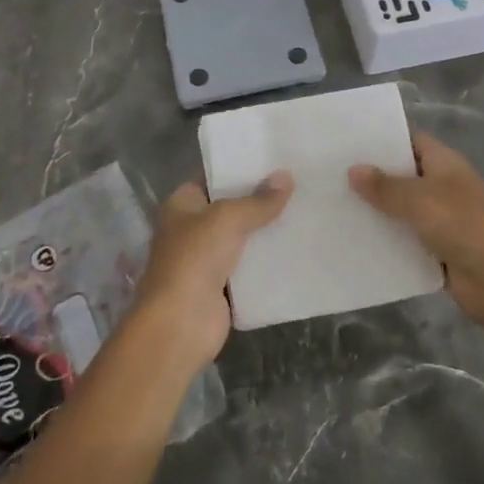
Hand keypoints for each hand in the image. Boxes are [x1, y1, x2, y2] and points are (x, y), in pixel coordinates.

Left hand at [133, 173, 292, 370]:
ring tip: (303, 211)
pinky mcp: (221, 287)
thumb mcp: (228, 219)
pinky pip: (248, 268)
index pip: (211, 177)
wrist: (180, 324)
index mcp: (181, 205)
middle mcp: (190, 229)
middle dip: (258, 200)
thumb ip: (258, 201)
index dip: (238, 168)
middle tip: (297, 184)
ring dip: (266, 231)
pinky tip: (296, 249)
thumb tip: (286, 177)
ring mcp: (205, 260)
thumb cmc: (194, 259)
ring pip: (241, 238)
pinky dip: (267, 262)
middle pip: (229, 208)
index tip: (272, 160)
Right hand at [349, 131, 483, 328]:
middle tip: (333, 176)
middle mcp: (444, 186)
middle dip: (374, 177)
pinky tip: (356, 239)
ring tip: (336, 207)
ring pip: (402, 208)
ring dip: (378, 210)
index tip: (351, 145)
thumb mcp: (419, 200)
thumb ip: (384, 186)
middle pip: (404, 175)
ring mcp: (442, 218)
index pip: (412, 142)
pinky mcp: (437, 248)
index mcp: (446, 164)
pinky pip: (406, 238)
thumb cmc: (462, 226)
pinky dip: (387, 238)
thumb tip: (353, 170)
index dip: (384, 141)